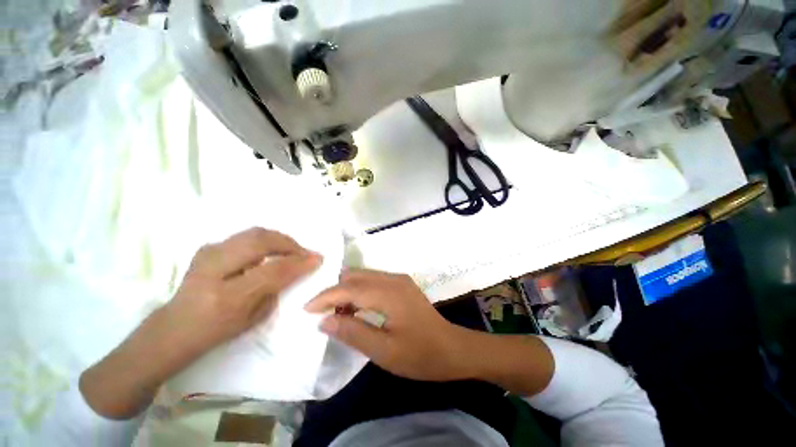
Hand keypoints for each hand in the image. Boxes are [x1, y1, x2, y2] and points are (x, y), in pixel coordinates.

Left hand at [81, 227, 320, 418]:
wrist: (171, 329)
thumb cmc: (214, 333)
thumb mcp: (252, 319)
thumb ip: (276, 290)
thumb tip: (297, 268)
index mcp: (226, 297)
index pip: (273, 270)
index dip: (299, 262)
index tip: (317, 258)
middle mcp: (214, 270)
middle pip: (261, 241)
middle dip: (290, 243)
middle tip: (304, 252)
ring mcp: (207, 254)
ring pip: (254, 233)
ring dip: (279, 239)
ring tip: (291, 249)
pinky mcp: (207, 248)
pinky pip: (245, 236)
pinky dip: (265, 239)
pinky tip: (271, 250)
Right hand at [305, 269, 473, 381]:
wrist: (452, 348)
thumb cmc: (420, 354)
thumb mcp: (384, 351)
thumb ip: (353, 332)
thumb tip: (324, 320)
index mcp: (389, 293)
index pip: (349, 288)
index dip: (325, 297)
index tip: (306, 309)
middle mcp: (393, 279)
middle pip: (356, 276)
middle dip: (335, 290)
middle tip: (319, 311)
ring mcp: (399, 279)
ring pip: (364, 276)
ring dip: (347, 290)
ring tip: (335, 311)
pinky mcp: (402, 284)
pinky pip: (374, 280)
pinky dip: (360, 290)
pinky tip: (356, 307)